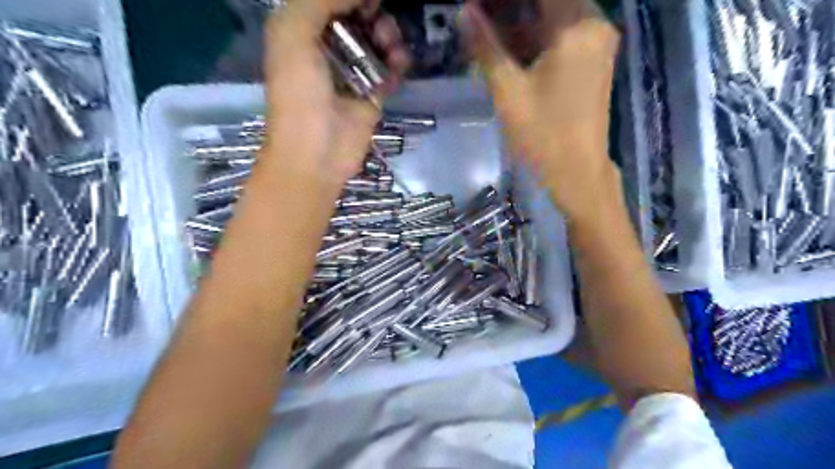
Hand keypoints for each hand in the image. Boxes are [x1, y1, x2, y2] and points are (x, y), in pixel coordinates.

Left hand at [262, 1, 409, 192]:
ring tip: (392, 47)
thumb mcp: (293, 35)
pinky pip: (390, 71)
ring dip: (389, 37)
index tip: (370, 0)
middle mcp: (327, 50)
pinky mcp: (372, 96)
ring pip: (377, 43)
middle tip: (381, 25)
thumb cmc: (299, 95)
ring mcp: (351, 75)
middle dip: (373, 15)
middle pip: (357, 19)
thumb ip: (319, 1)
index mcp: (302, 33)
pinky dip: (398, 64)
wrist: (316, 154)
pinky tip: (399, 64)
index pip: (330, 3)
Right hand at [463, 0, 617, 222]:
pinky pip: (562, 32)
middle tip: (479, 16)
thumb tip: (464, 12)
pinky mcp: (594, 59)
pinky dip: (535, 33)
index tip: (479, 7)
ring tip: (487, 28)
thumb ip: (486, 46)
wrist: (577, 172)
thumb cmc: (542, 134)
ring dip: (522, 17)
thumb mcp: (508, 90)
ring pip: (555, 13)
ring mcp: (597, 42)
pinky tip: (509, 43)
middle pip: (550, 0)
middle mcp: (595, 24)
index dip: (504, 0)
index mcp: (576, 26)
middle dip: (511, 7)